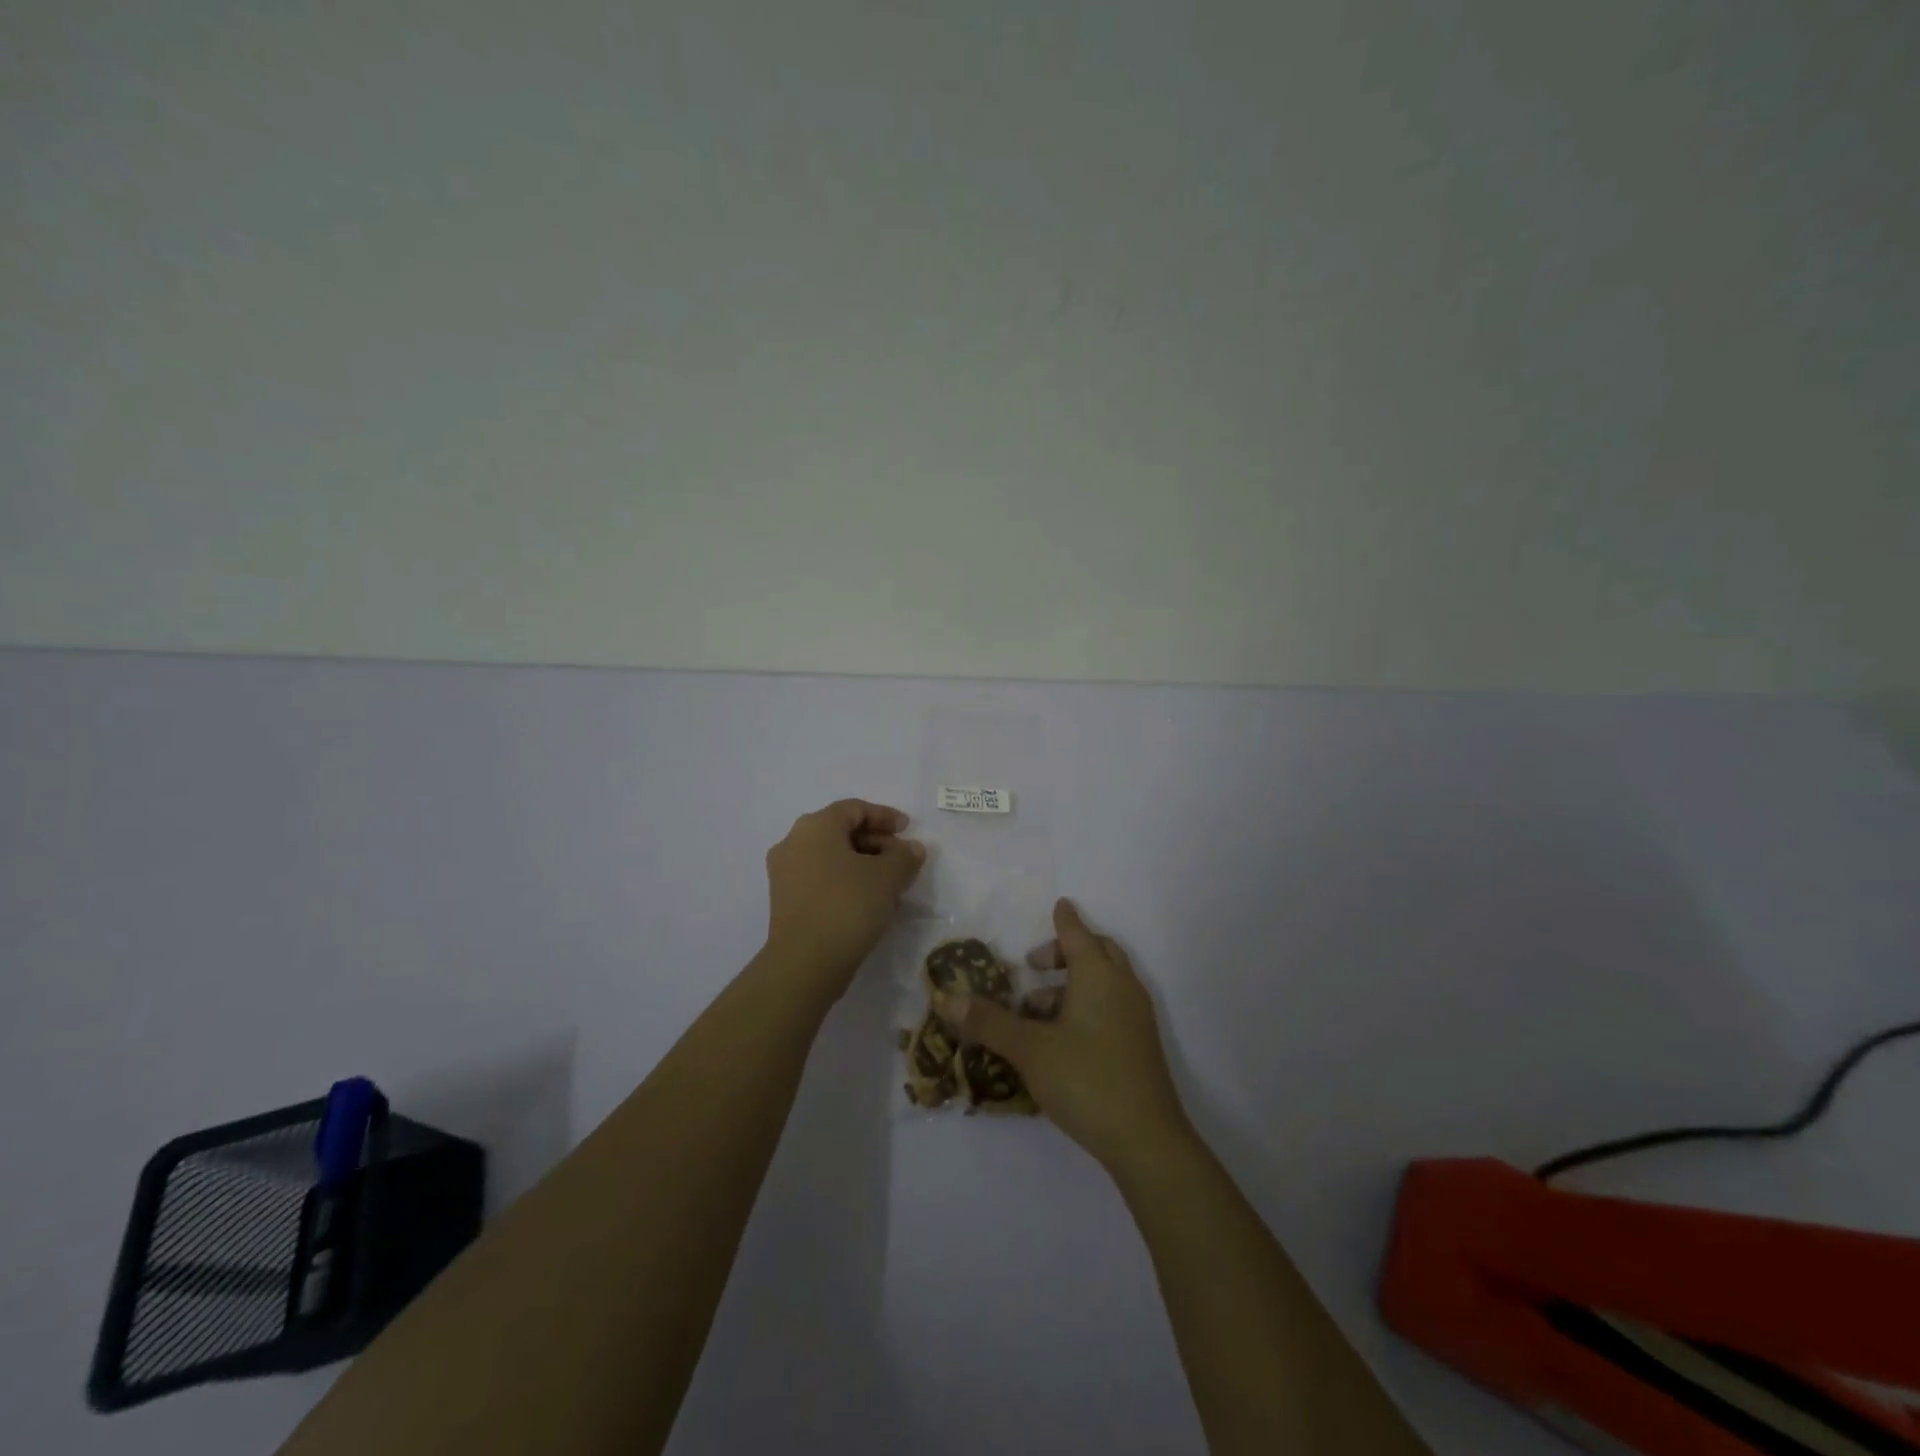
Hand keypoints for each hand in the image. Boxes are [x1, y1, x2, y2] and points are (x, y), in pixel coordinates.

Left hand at [763, 799, 925, 995]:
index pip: (854, 809)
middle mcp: (793, 842)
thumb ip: (904, 856)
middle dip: (875, 841)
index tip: (908, 830)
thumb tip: (912, 849)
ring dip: (861, 863)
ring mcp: (784, 872)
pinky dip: (844, 880)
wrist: (805, 963)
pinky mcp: (784, 900)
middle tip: (902, 859)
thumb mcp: (888, 877)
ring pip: (830, 856)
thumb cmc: (848, 906)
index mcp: (815, 826)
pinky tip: (867, 900)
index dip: (885, 816)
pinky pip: (820, 877)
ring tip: (889, 882)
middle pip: (840, 831)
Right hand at [935, 898, 1191, 1173]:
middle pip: (1098, 952)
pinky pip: (1112, 1006)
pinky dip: (1086, 1005)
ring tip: (1035, 1011)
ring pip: (1105, 982)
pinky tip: (1060, 1039)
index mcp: (1098, 976)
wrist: (1147, 1141)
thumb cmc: (1086, 1080)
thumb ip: (989, 1022)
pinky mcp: (1140, 1045)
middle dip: (1067, 951)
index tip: (1058, 905)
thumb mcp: (1029, 1050)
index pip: (1078, 934)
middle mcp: (1122, 987)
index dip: (1064, 920)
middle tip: (1035, 965)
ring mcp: (1136, 1017)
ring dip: (1072, 984)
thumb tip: (947, 999)